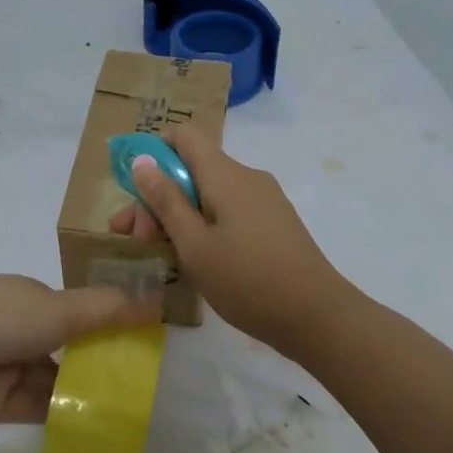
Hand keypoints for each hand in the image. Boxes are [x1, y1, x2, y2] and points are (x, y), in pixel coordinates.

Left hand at [0, 275, 160, 430]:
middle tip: (145, 387)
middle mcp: (22, 331)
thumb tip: (157, 302)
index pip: (80, 313)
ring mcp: (8, 369)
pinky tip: (100, 430)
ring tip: (132, 413)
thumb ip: (107, 310)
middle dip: (101, 366)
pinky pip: (38, 412)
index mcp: (33, 299)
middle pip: (70, 350)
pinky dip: (65, 418)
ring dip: (86, 395)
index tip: (146, 345)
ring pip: (57, 383)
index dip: (111, 327)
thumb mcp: (58, 307)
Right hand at [108, 127, 352, 358]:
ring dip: (178, 215)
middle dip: (157, 198)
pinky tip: (193, 258)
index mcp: (225, 175)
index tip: (134, 190)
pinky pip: (228, 210)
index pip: (184, 136)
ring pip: (208, 194)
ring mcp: (263, 200)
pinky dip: (203, 225)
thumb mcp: (194, 244)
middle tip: (135, 239)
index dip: (154, 152)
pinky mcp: (272, 223)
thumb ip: (166, 200)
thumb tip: (142, 160)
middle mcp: (246, 177)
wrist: (317, 316)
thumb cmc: (247, 280)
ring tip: (156, 253)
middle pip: (191, 170)